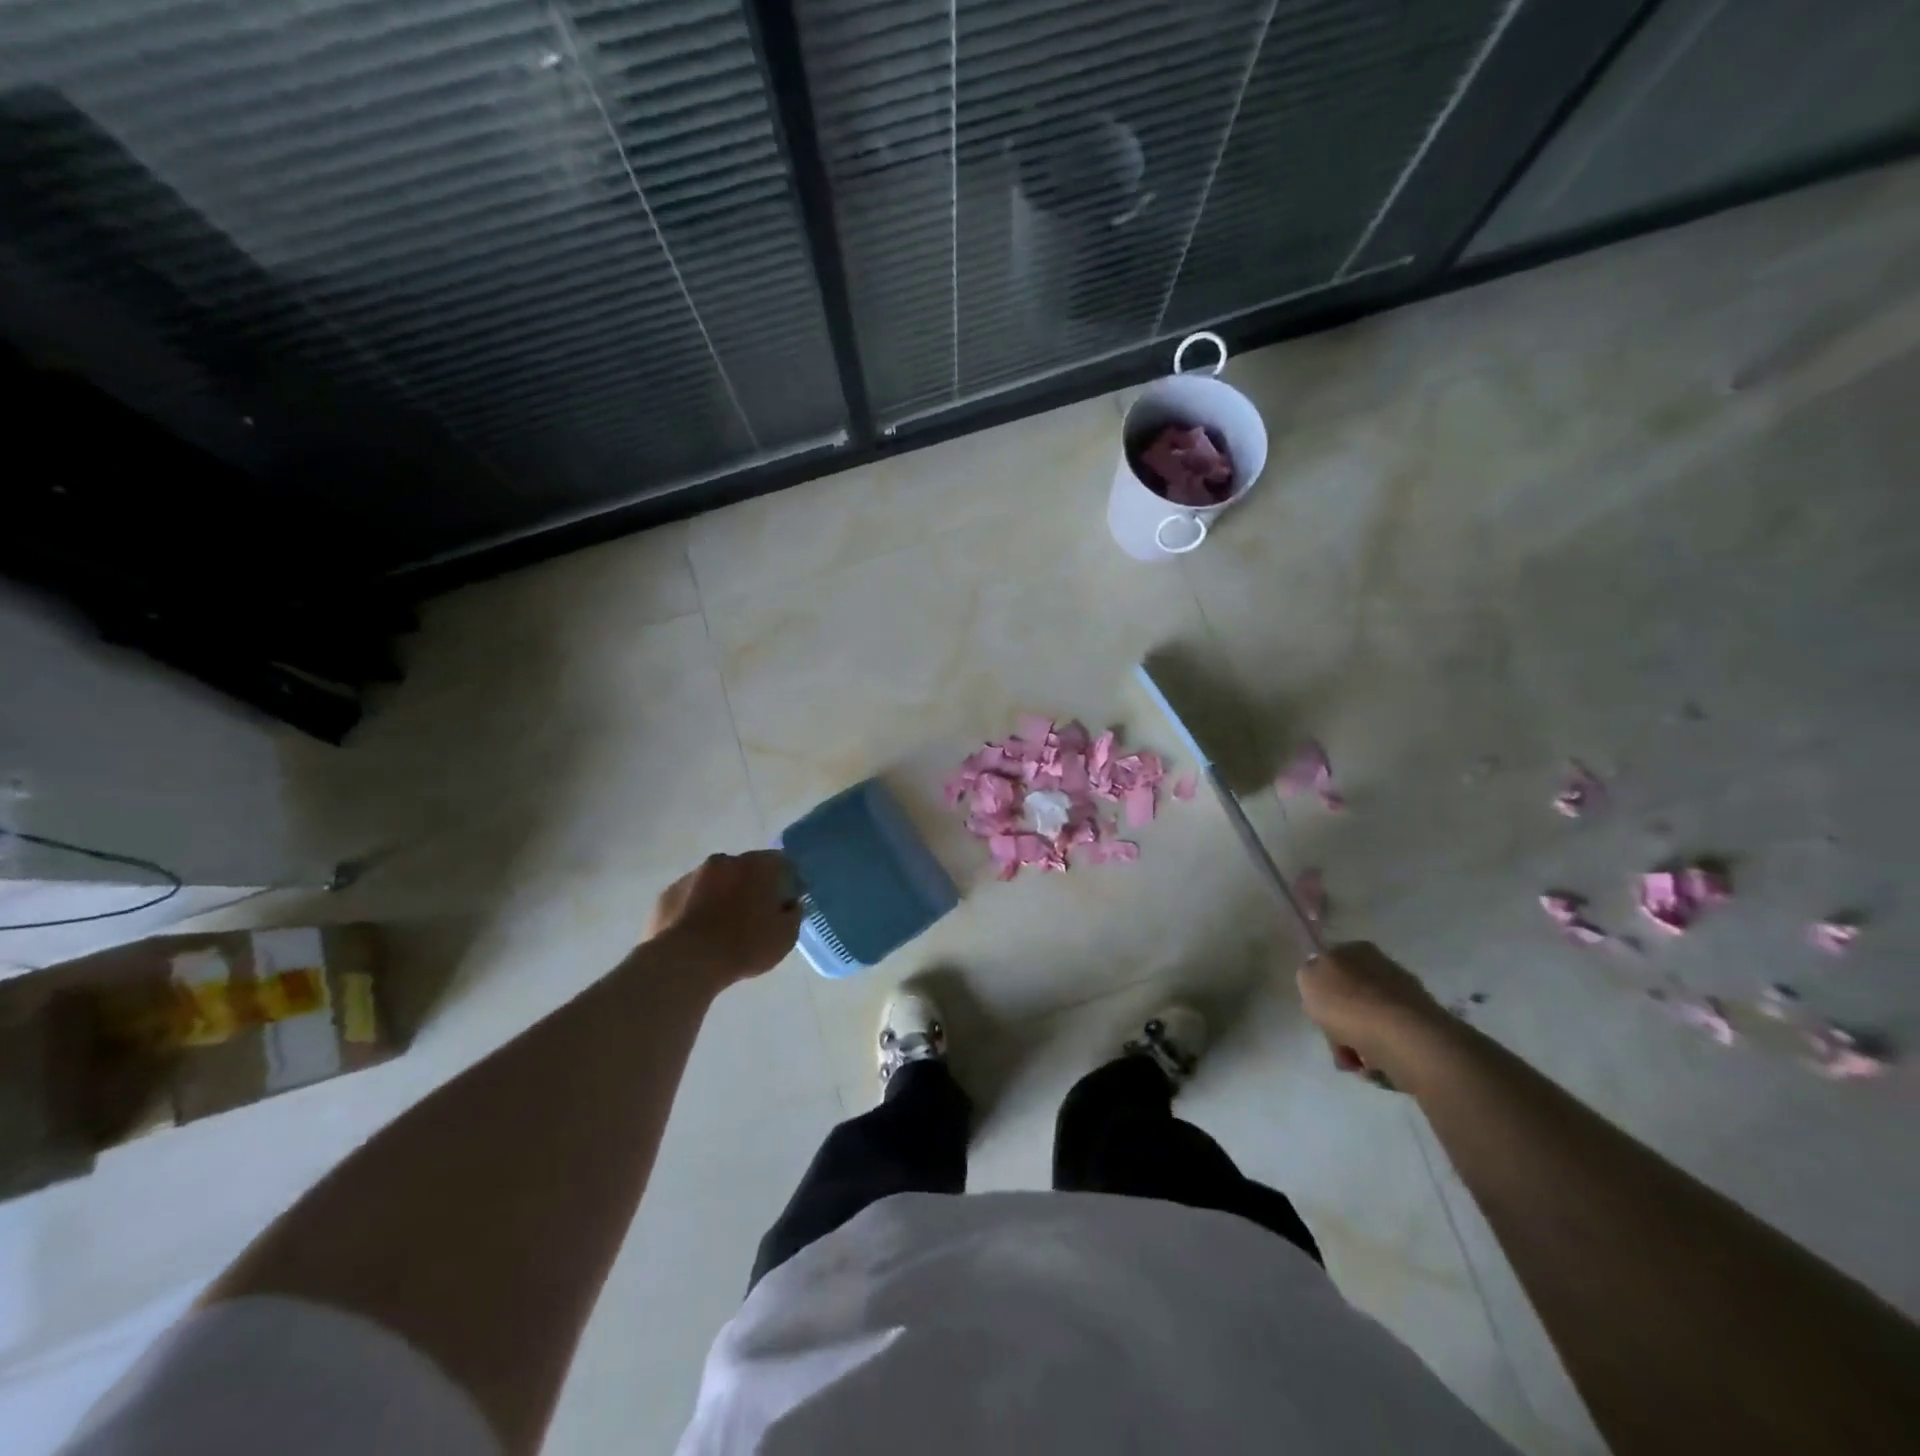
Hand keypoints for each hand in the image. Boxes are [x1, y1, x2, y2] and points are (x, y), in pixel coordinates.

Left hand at [648, 851, 801, 984]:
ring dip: (722, 896)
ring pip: (715, 881)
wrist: (685, 962)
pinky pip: (690, 898)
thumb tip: (790, 903)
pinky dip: (697, 910)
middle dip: (752, 887)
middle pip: (746, 869)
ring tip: (723, 929)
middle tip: (755, 916)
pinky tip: (698, 936)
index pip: (782, 863)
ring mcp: (692, 876)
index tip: (786, 904)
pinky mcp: (667, 895)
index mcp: (758, 866)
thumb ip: (794, 913)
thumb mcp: (786, 936)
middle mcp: (725, 861)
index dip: (787, 882)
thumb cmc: (744, 946)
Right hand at [1296, 941, 1449, 1086]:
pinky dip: (1377, 1054)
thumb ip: (1308, 974)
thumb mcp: (1307, 978)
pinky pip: (1388, 1041)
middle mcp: (1383, 967)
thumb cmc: (1349, 1004)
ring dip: (1355, 1043)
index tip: (1316, 1009)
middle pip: (1348, 998)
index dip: (1320, 989)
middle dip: (1338, 1024)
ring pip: (1366, 1023)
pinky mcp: (1421, 1028)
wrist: (1404, 1038)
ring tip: (1355, 1060)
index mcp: (1356, 949)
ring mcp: (1405, 998)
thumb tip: (1318, 979)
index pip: (1330, 964)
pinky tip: (1373, 1065)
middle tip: (1334, 1041)